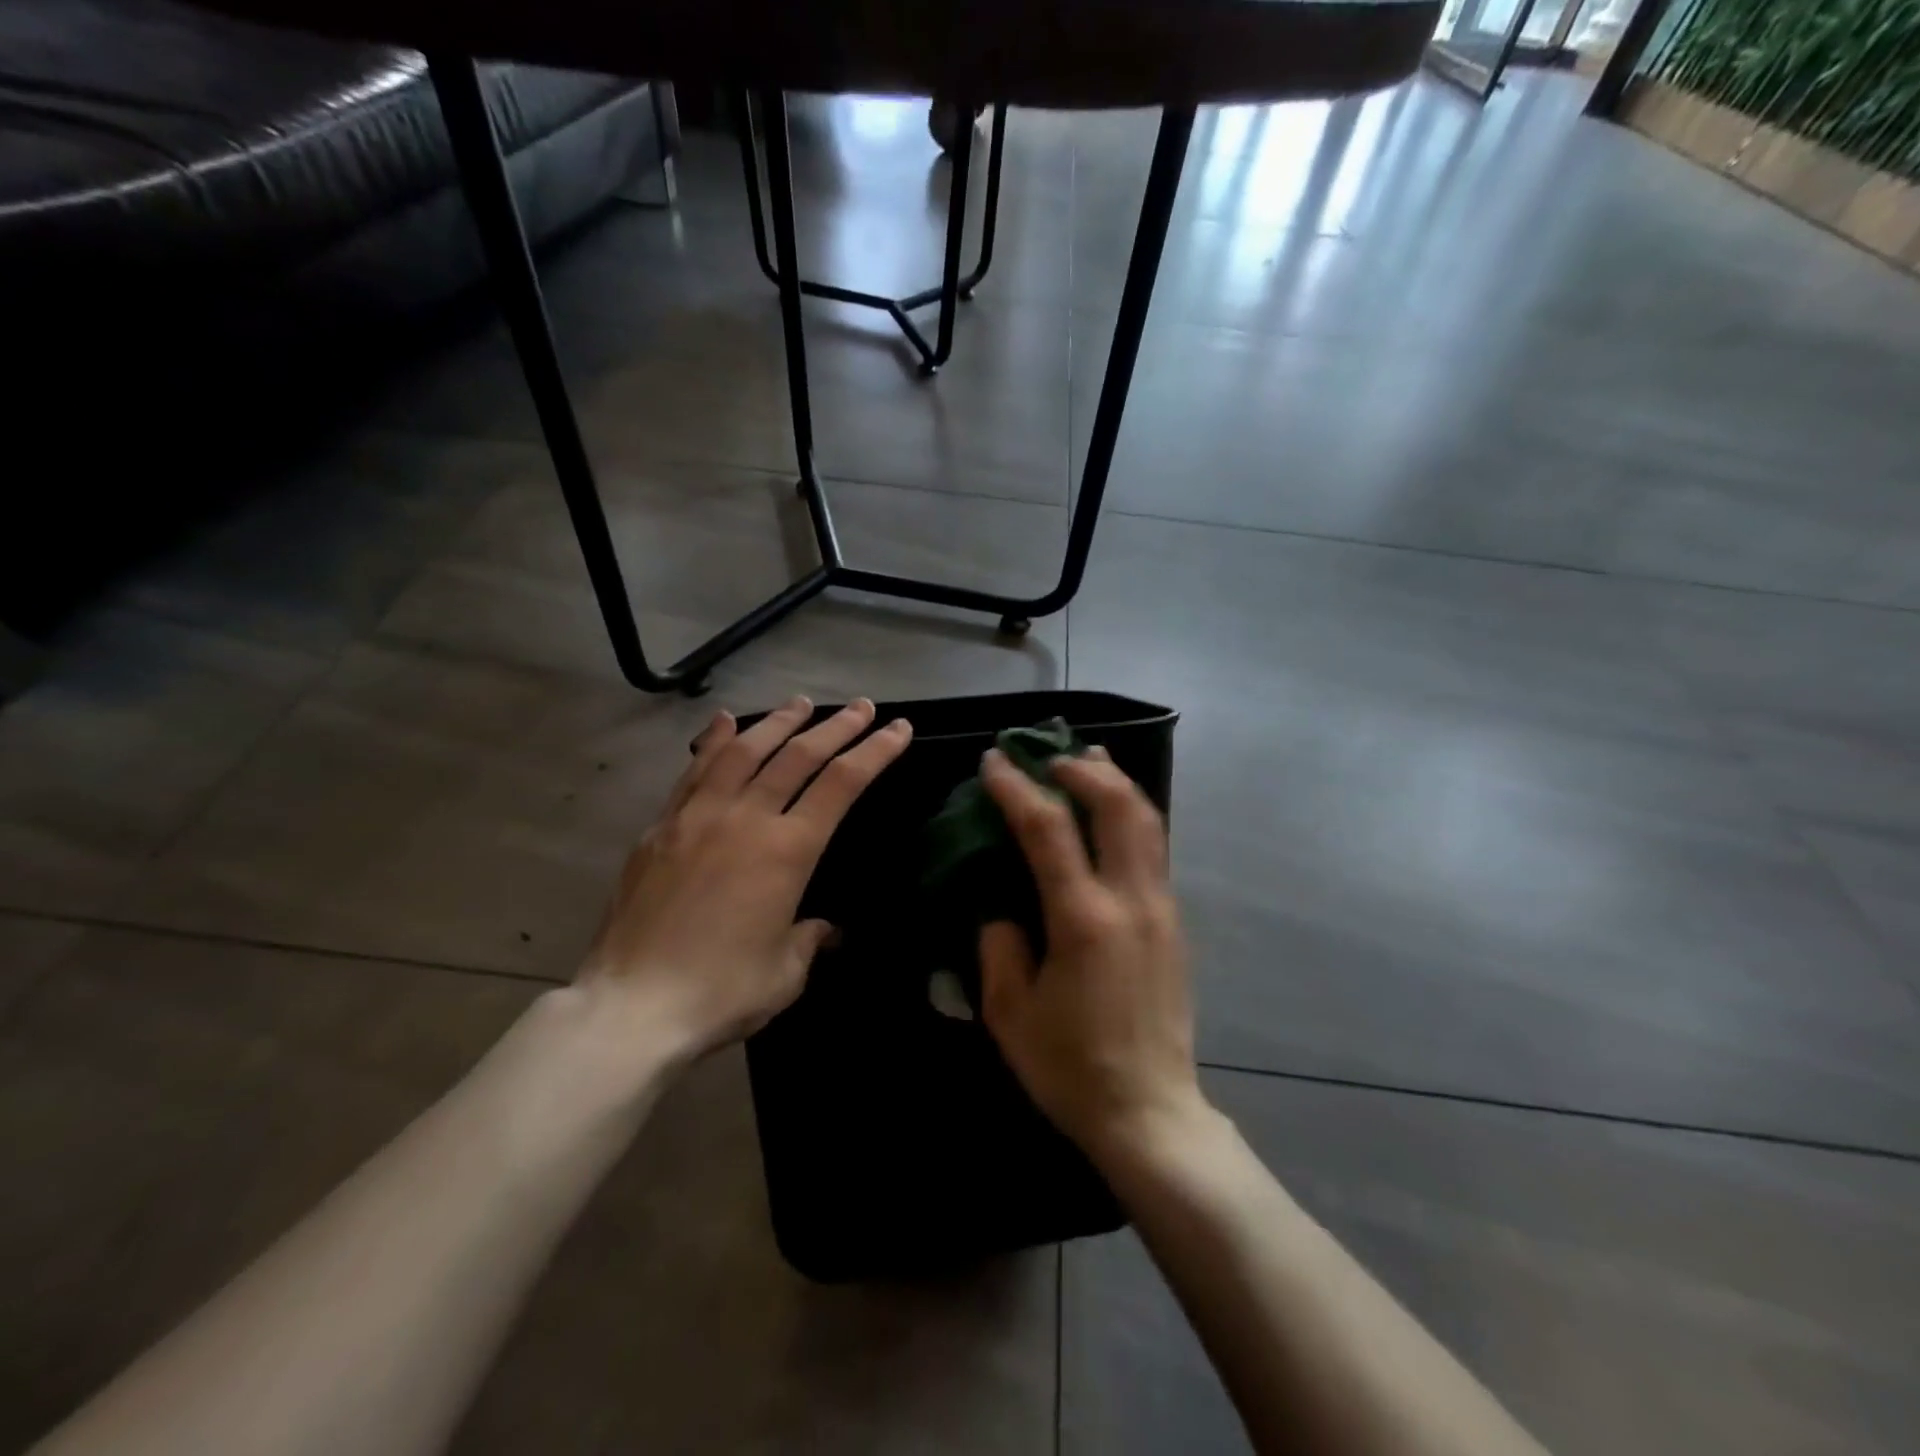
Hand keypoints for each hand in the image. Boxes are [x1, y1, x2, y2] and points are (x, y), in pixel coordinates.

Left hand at [578, 696, 911, 1062]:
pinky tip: (725, 721)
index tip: (896, 728)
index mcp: (787, 850)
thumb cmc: (721, 992)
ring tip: (800, 703)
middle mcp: (745, 819)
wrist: (632, 1006)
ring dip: (777, 722)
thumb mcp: (787, 972)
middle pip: (798, 756)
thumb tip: (823, 927)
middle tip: (861, 706)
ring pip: (744, 751)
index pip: (842, 784)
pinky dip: (715, 740)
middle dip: (836, 727)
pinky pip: (694, 770)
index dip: (874, 751)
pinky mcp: (661, 827)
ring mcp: (698, 817)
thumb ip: (810, 938)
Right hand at [977, 747, 1207, 1164]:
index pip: (1048, 829)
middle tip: (1047, 754)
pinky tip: (1110, 811)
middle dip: (1081, 767)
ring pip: (1147, 819)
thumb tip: (1000, 904)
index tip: (994, 761)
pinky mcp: (1174, 921)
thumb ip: (998, 945)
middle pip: (1117, 805)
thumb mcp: (1010, 1013)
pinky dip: (1130, 813)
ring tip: (1087, 759)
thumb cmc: (1070, 1068)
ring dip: (1115, 780)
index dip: (1017, 787)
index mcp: (1083, 920)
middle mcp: (1131, 901)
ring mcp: (1161, 908)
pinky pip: (1154, 847)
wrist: (1150, 1111)